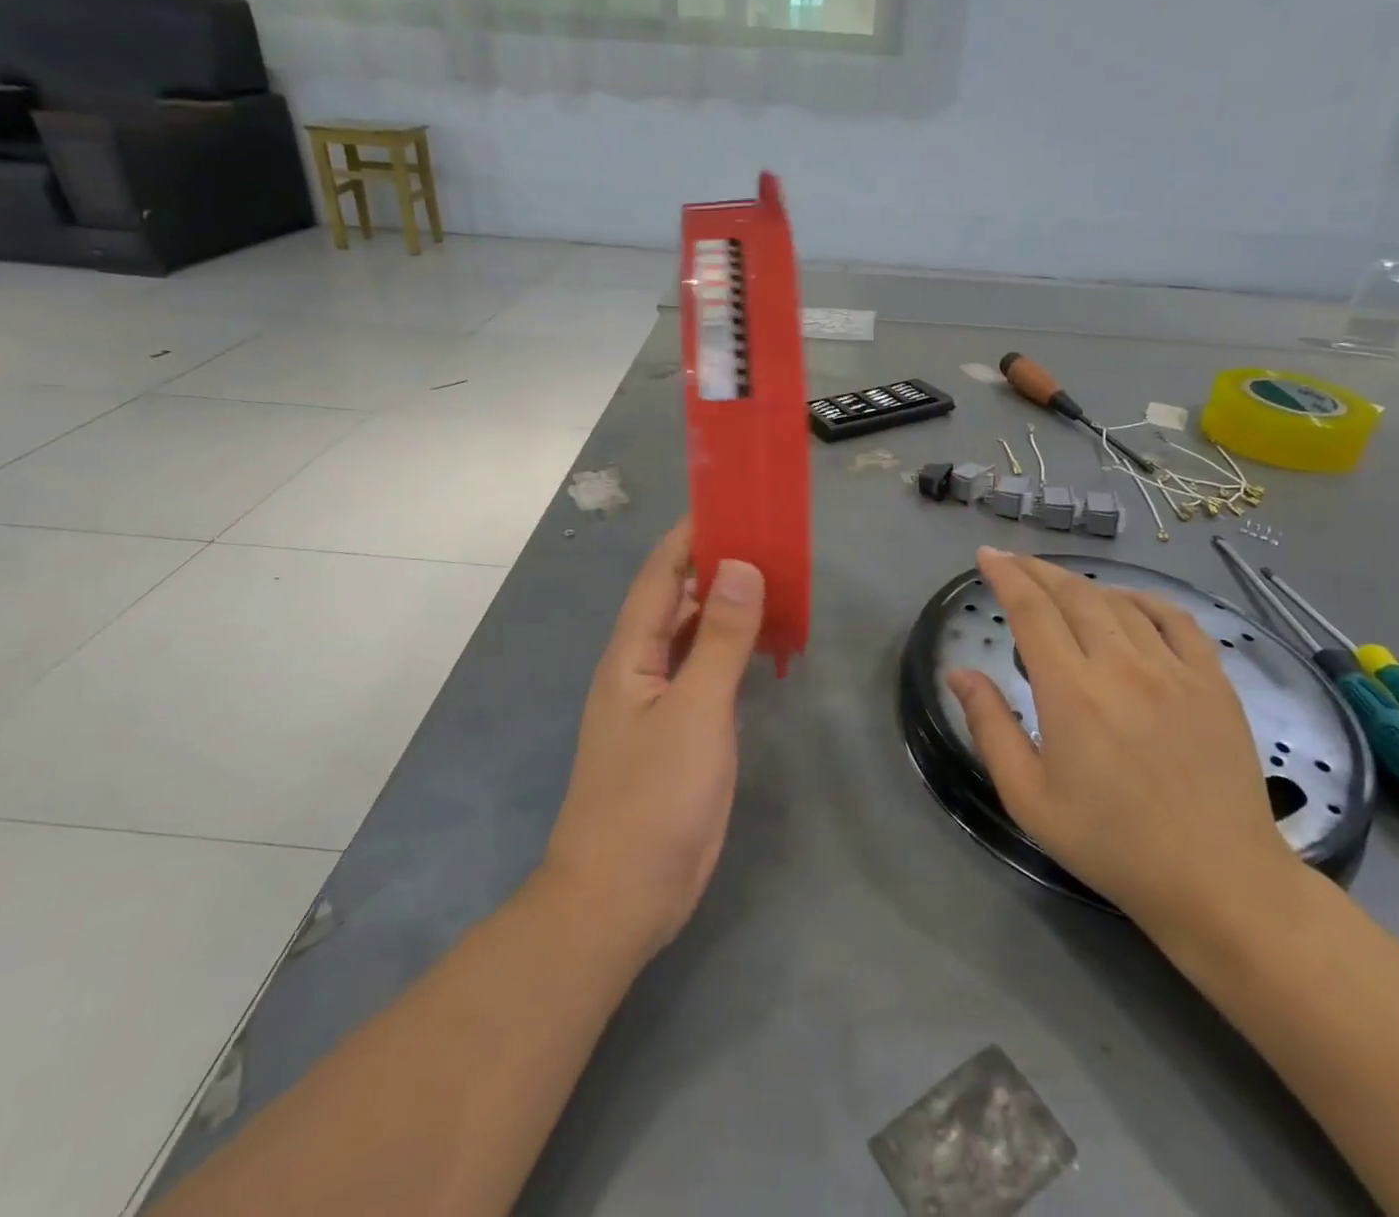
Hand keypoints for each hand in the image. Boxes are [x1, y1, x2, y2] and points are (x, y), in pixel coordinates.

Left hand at [542, 519, 764, 959]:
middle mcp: (642, 667)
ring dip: (729, 606)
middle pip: (679, 600)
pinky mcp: (682, 731)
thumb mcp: (694, 712)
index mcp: (631, 653)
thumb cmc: (652, 799)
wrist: (622, 896)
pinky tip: (764, 642)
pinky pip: (709, 672)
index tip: (731, 503)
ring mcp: (661, 701)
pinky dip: (734, 650)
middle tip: (770, 538)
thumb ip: (721, 640)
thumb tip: (741, 566)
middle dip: (717, 565)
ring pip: (696, 636)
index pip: (660, 575)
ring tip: (776, 577)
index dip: (690, 535)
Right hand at [947, 548, 1297, 937]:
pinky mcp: (1213, 681)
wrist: (1218, 881)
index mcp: (1071, 694)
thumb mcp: (1029, 798)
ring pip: (1119, 601)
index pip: (1031, 612)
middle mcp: (1122, 667)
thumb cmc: (1111, 844)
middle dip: (1036, 570)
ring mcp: (1175, 669)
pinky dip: (1143, 598)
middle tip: (1012, 561)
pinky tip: (1126, 600)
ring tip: (1057, 584)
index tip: (985, 557)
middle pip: (1073, 594)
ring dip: (1081, 583)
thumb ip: (990, 727)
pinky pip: (1176, 618)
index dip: (1005, 576)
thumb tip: (959, 672)